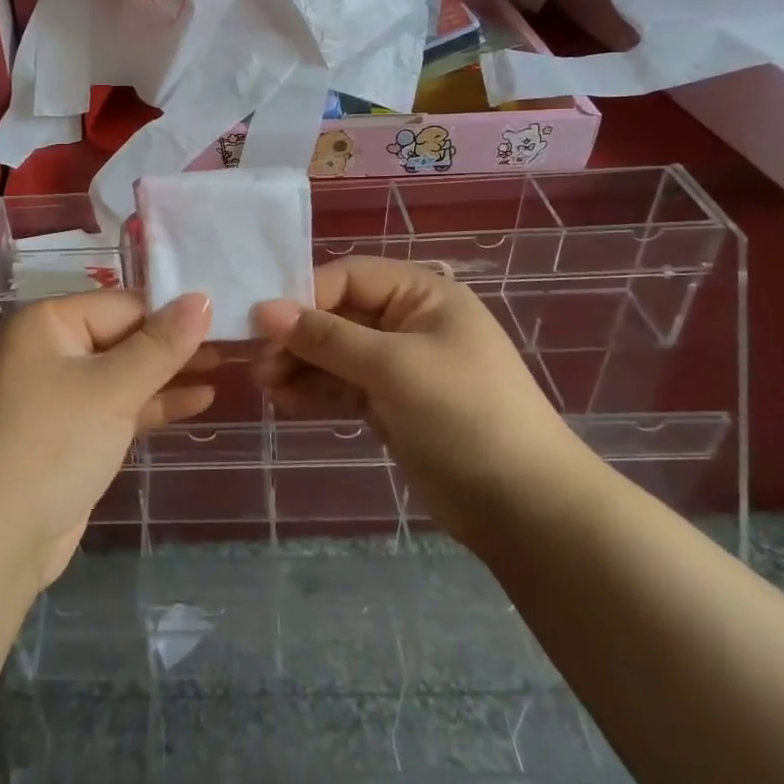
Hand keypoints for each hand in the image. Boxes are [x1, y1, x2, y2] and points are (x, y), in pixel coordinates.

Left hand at [0, 291, 214, 590]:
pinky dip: (155, 404)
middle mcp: (50, 350)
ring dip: (171, 374)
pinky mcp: (71, 434)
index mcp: (48, 323)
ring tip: (228, 367)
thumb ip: (160, 345)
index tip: (227, 315)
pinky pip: (119, 407)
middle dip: (176, 344)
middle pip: (125, 336)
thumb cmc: (51, 445)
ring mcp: (60, 395)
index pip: (124, 304)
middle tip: (237, 342)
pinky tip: (200, 400)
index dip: (175, 311)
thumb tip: (201, 298)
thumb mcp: (111, 389)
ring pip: (125, 374)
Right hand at [251, 256, 576, 542]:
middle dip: (298, 338)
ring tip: (265, 387)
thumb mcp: (393, 367)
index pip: (349, 277)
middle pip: (337, 315)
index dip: (304, 296)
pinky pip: (343, 386)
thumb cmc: (464, 415)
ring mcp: (399, 365)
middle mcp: (409, 322)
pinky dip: (316, 392)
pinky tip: (286, 404)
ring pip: (335, 354)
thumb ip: (326, 337)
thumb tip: (264, 309)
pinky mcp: (391, 404)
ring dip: (300, 367)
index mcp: (422, 295)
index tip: (261, 324)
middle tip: (259, 364)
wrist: (524, 506)